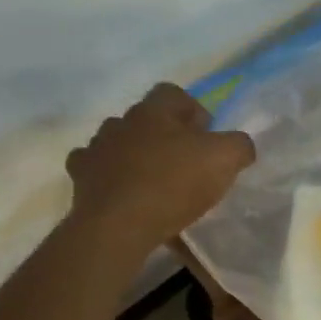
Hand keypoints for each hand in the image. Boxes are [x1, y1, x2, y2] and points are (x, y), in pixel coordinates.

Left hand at [66, 83, 254, 260]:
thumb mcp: (225, 160)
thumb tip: (239, 146)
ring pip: (119, 143)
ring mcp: (96, 149)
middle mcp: (121, 121)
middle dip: (164, 135)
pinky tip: (125, 196)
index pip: (173, 94)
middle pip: (146, 119)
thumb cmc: (173, 184)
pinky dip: (110, 179)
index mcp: (154, 110)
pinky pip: (97, 170)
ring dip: (135, 156)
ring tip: (153, 182)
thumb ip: (239, 145)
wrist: (118, 225)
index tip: (206, 137)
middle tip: (184, 163)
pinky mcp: (80, 178)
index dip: (193, 111)